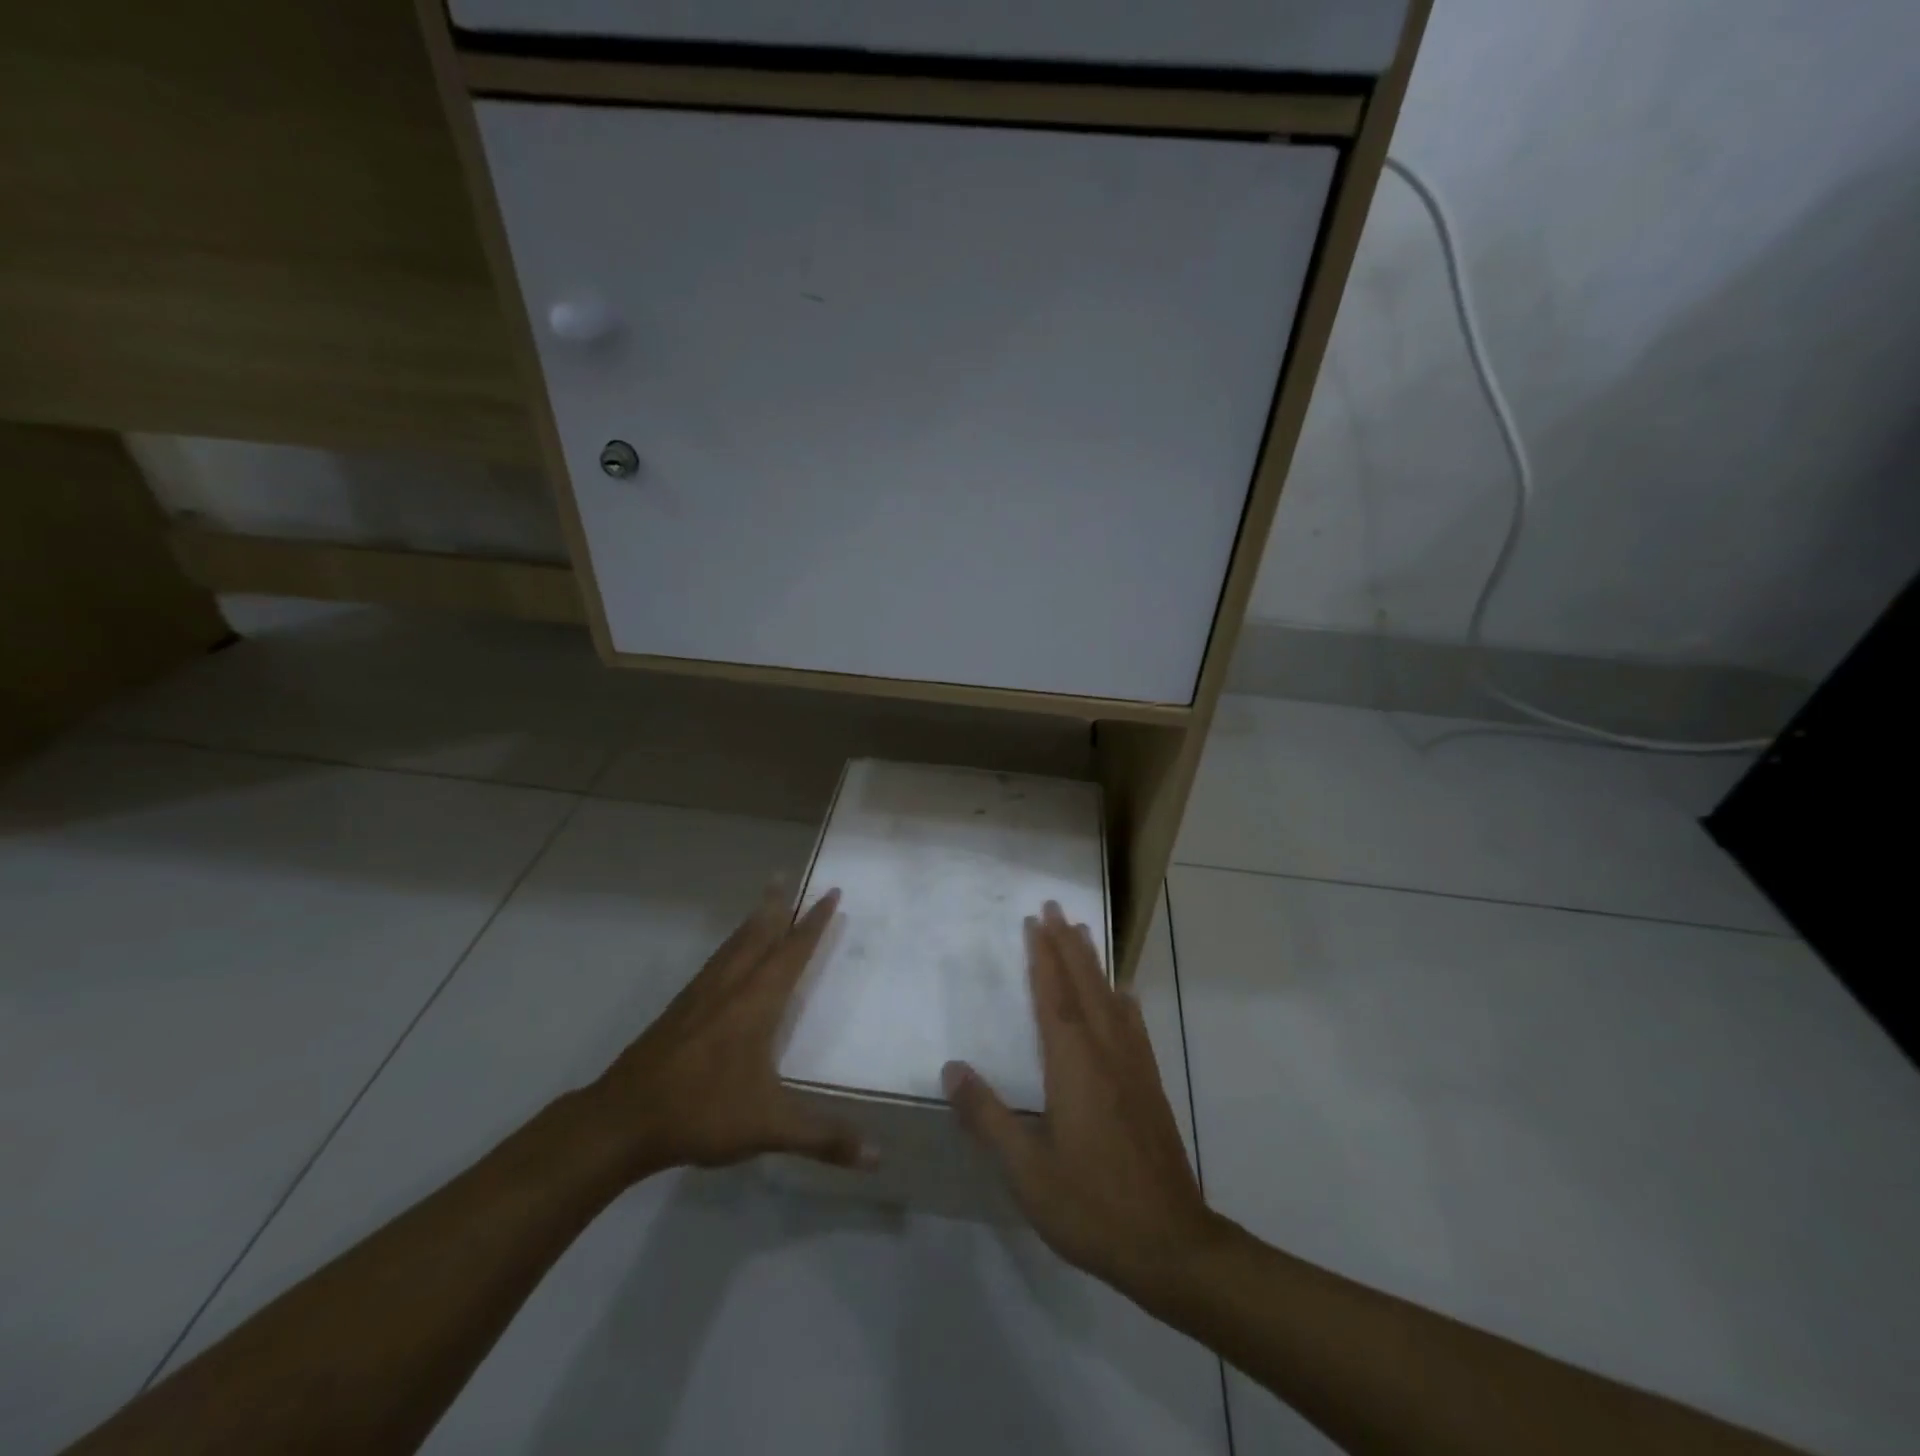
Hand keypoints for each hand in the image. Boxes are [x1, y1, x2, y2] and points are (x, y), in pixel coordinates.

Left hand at [588, 881, 871, 1180]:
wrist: (623, 1119)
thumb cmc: (703, 1111)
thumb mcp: (770, 1126)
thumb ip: (824, 1138)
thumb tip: (878, 1157)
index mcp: (757, 1002)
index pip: (793, 951)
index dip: (814, 922)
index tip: (830, 893)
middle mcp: (731, 987)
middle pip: (758, 935)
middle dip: (777, 906)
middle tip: (786, 876)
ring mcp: (700, 995)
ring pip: (733, 946)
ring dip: (752, 921)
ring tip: (763, 902)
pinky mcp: (678, 1010)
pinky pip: (714, 963)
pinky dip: (729, 946)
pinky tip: (726, 958)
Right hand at [943, 902, 1217, 1301]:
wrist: (1171, 1245)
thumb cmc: (1091, 1206)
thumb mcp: (1026, 1171)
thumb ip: (987, 1116)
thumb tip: (951, 1067)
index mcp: (1073, 1066)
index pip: (1053, 997)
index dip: (1042, 956)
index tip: (1035, 920)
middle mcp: (1106, 1053)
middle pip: (1084, 986)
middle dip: (1068, 944)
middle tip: (1056, 907)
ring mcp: (1133, 1068)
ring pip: (1111, 1000)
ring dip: (1094, 963)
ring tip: (1084, 933)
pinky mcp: (1150, 1087)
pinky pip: (1134, 1027)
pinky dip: (1124, 1002)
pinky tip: (1125, 996)